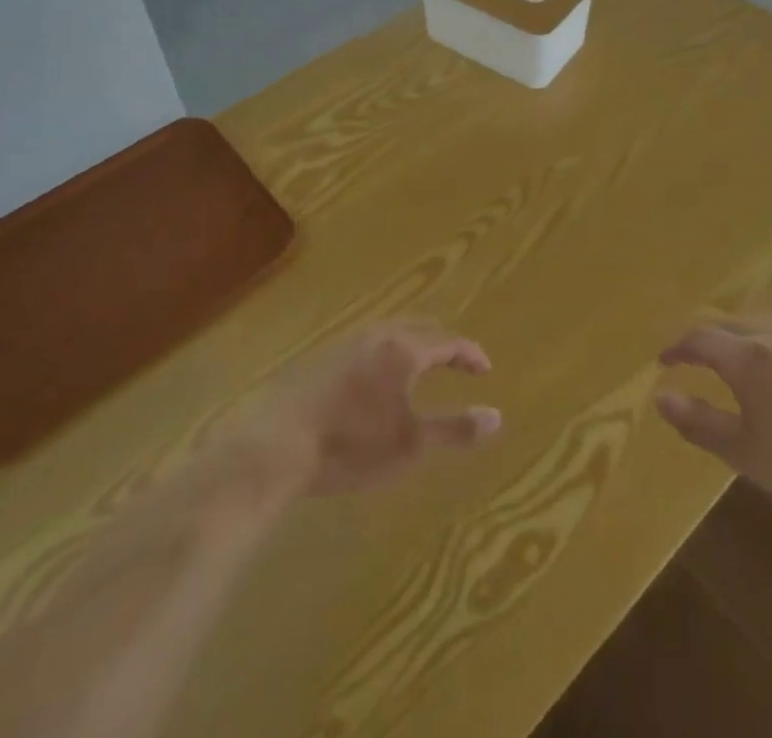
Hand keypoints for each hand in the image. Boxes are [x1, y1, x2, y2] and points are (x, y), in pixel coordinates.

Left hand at [208, 320, 501, 502]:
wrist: (275, 445)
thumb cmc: (350, 444)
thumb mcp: (410, 444)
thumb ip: (455, 429)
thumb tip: (496, 417)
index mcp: (403, 349)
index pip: (448, 340)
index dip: (470, 354)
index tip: (485, 370)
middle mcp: (376, 334)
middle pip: (418, 326)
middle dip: (442, 342)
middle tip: (457, 362)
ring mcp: (344, 342)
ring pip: (389, 331)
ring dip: (412, 344)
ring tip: (420, 367)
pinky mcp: (319, 357)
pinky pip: (365, 343)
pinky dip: (385, 352)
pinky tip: (375, 378)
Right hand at [655, 316, 771, 553]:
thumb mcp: (745, 453)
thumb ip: (698, 422)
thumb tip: (659, 397)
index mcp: (750, 357)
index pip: (700, 339)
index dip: (677, 348)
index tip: (664, 361)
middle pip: (731, 324)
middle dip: (708, 338)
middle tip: (695, 356)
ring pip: (768, 326)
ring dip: (745, 338)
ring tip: (739, 359)